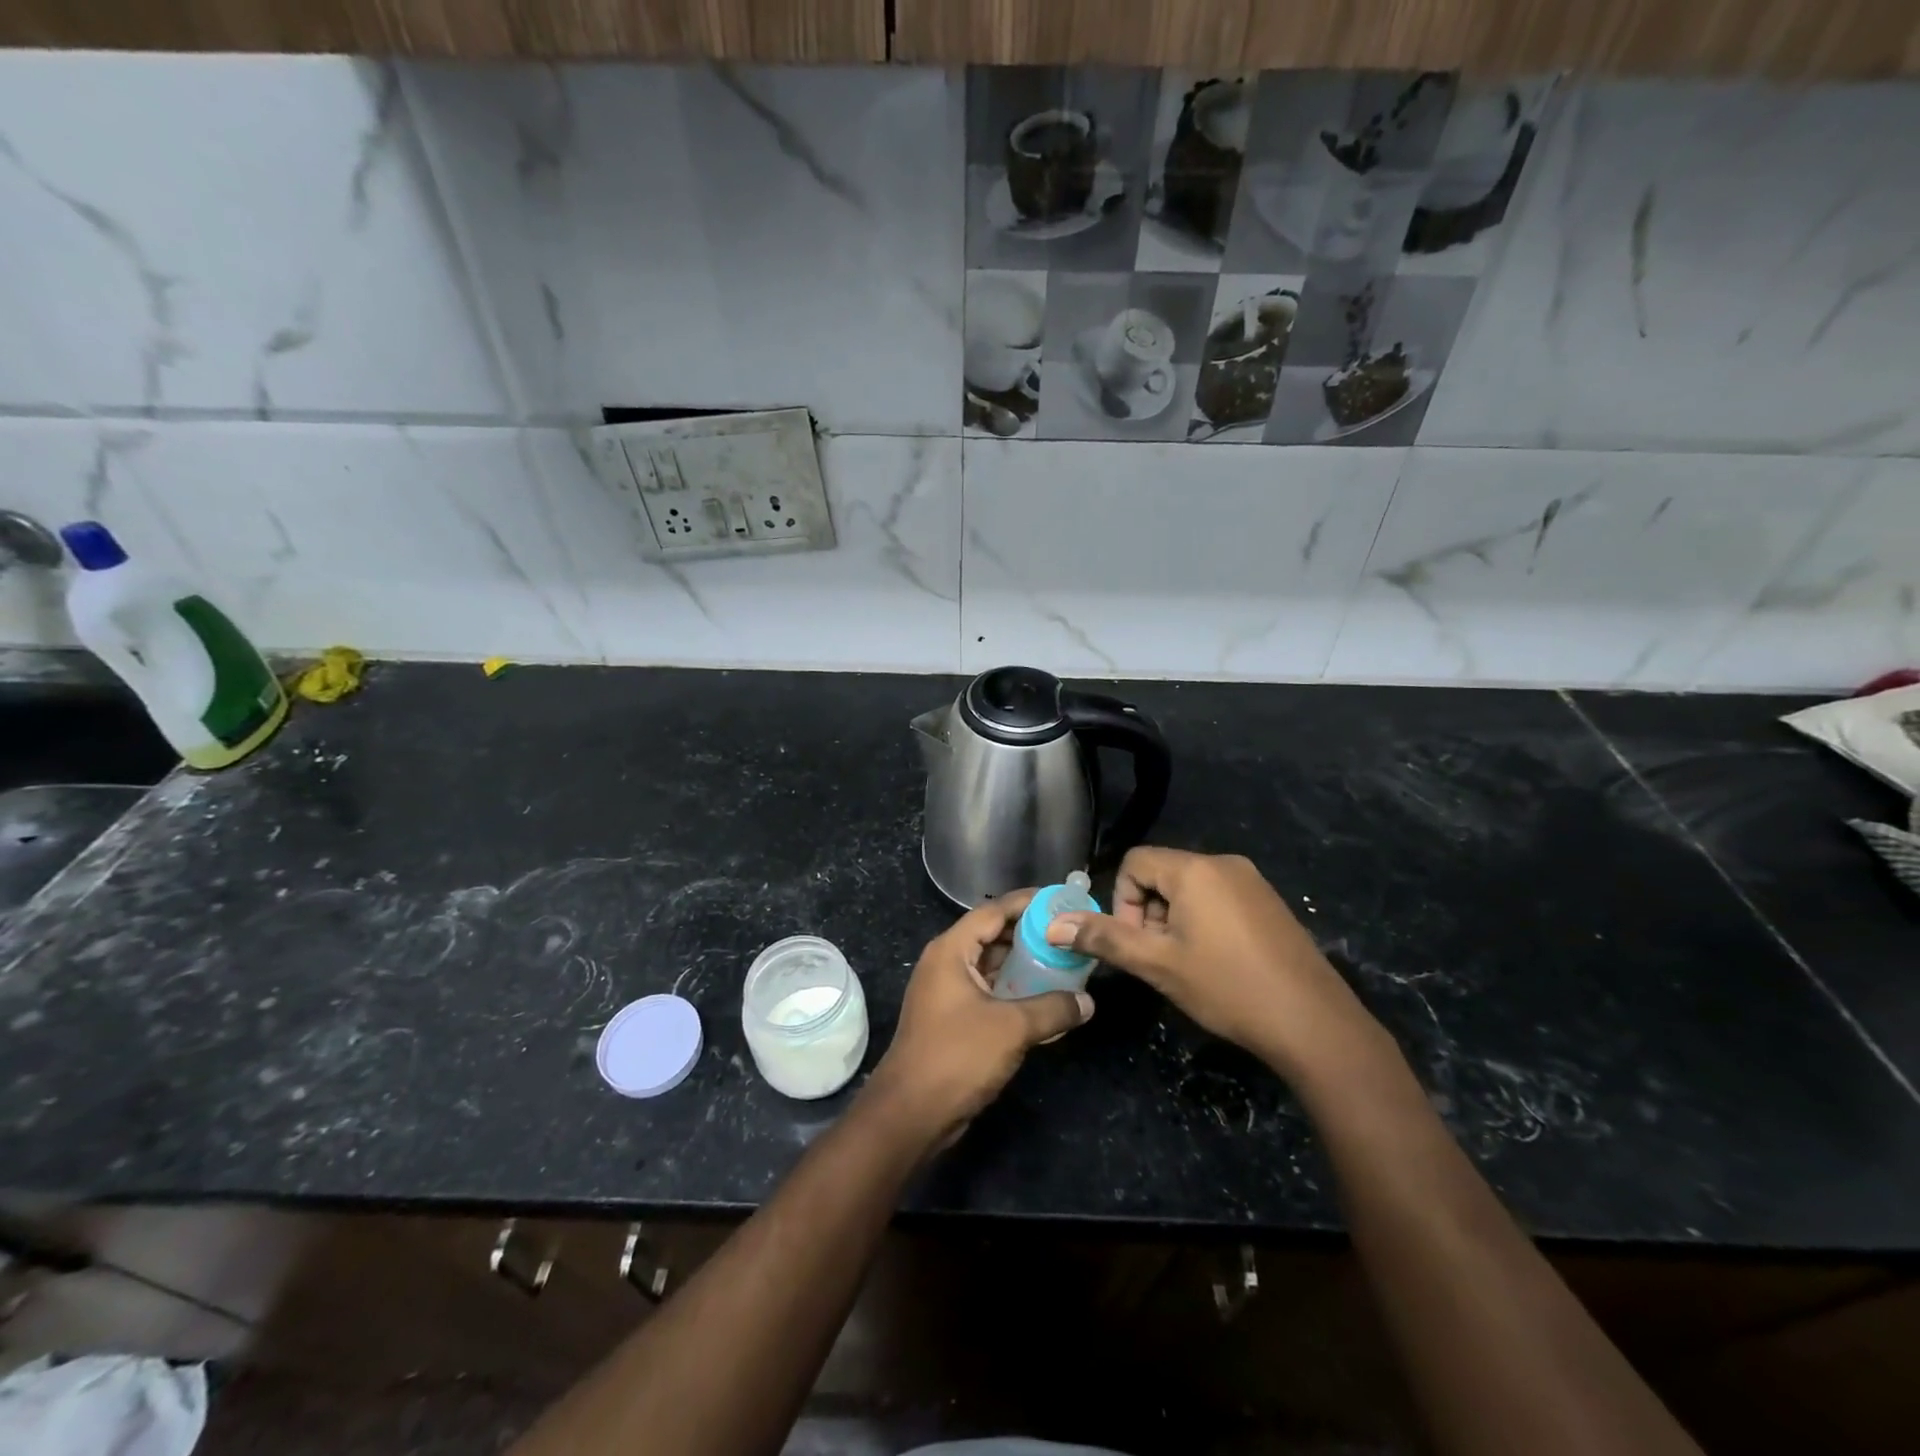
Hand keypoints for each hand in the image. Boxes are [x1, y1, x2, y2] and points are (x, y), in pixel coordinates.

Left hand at [865, 892, 1092, 1144]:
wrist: (911, 1113)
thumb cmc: (957, 1056)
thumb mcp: (1012, 1028)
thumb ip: (1053, 1009)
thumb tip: (1087, 1002)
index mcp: (951, 950)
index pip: (993, 911)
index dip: (1027, 903)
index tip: (1061, 900)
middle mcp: (946, 963)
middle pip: (993, 935)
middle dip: (1030, 934)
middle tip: (1069, 934)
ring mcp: (947, 992)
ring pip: (992, 966)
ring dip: (1024, 964)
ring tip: (1064, 963)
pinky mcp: (953, 1018)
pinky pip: (988, 991)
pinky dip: (1014, 990)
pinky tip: (1045, 999)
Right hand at [1047, 848, 1377, 1078]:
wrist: (1314, 1023)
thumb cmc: (1227, 987)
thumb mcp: (1157, 964)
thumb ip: (1104, 938)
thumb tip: (1053, 925)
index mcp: (1194, 869)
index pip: (1135, 862)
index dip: (1123, 901)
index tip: (1137, 943)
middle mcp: (1223, 863)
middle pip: (1162, 874)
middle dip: (1148, 913)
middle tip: (1160, 959)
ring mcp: (1252, 882)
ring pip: (1190, 889)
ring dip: (1174, 921)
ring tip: (1188, 966)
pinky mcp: (1270, 903)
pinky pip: (1219, 898)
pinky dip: (1203, 923)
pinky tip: (1218, 964)